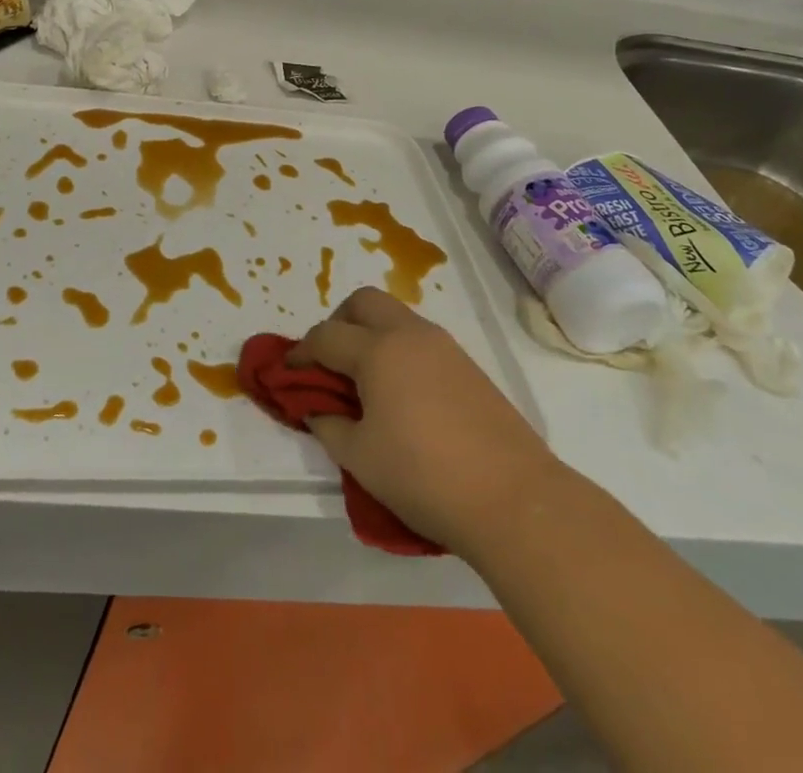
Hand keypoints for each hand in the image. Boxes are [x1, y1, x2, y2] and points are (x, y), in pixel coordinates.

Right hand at [290, 287, 554, 560]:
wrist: (515, 499)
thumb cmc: (424, 476)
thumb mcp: (360, 458)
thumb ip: (329, 424)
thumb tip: (316, 407)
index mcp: (377, 350)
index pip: (325, 336)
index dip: (300, 353)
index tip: (288, 373)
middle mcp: (409, 334)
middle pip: (363, 302)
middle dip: (338, 322)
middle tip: (330, 363)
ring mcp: (444, 346)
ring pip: (395, 316)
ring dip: (370, 333)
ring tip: (364, 381)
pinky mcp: (468, 365)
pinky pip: (419, 339)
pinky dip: (398, 350)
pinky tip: (400, 393)